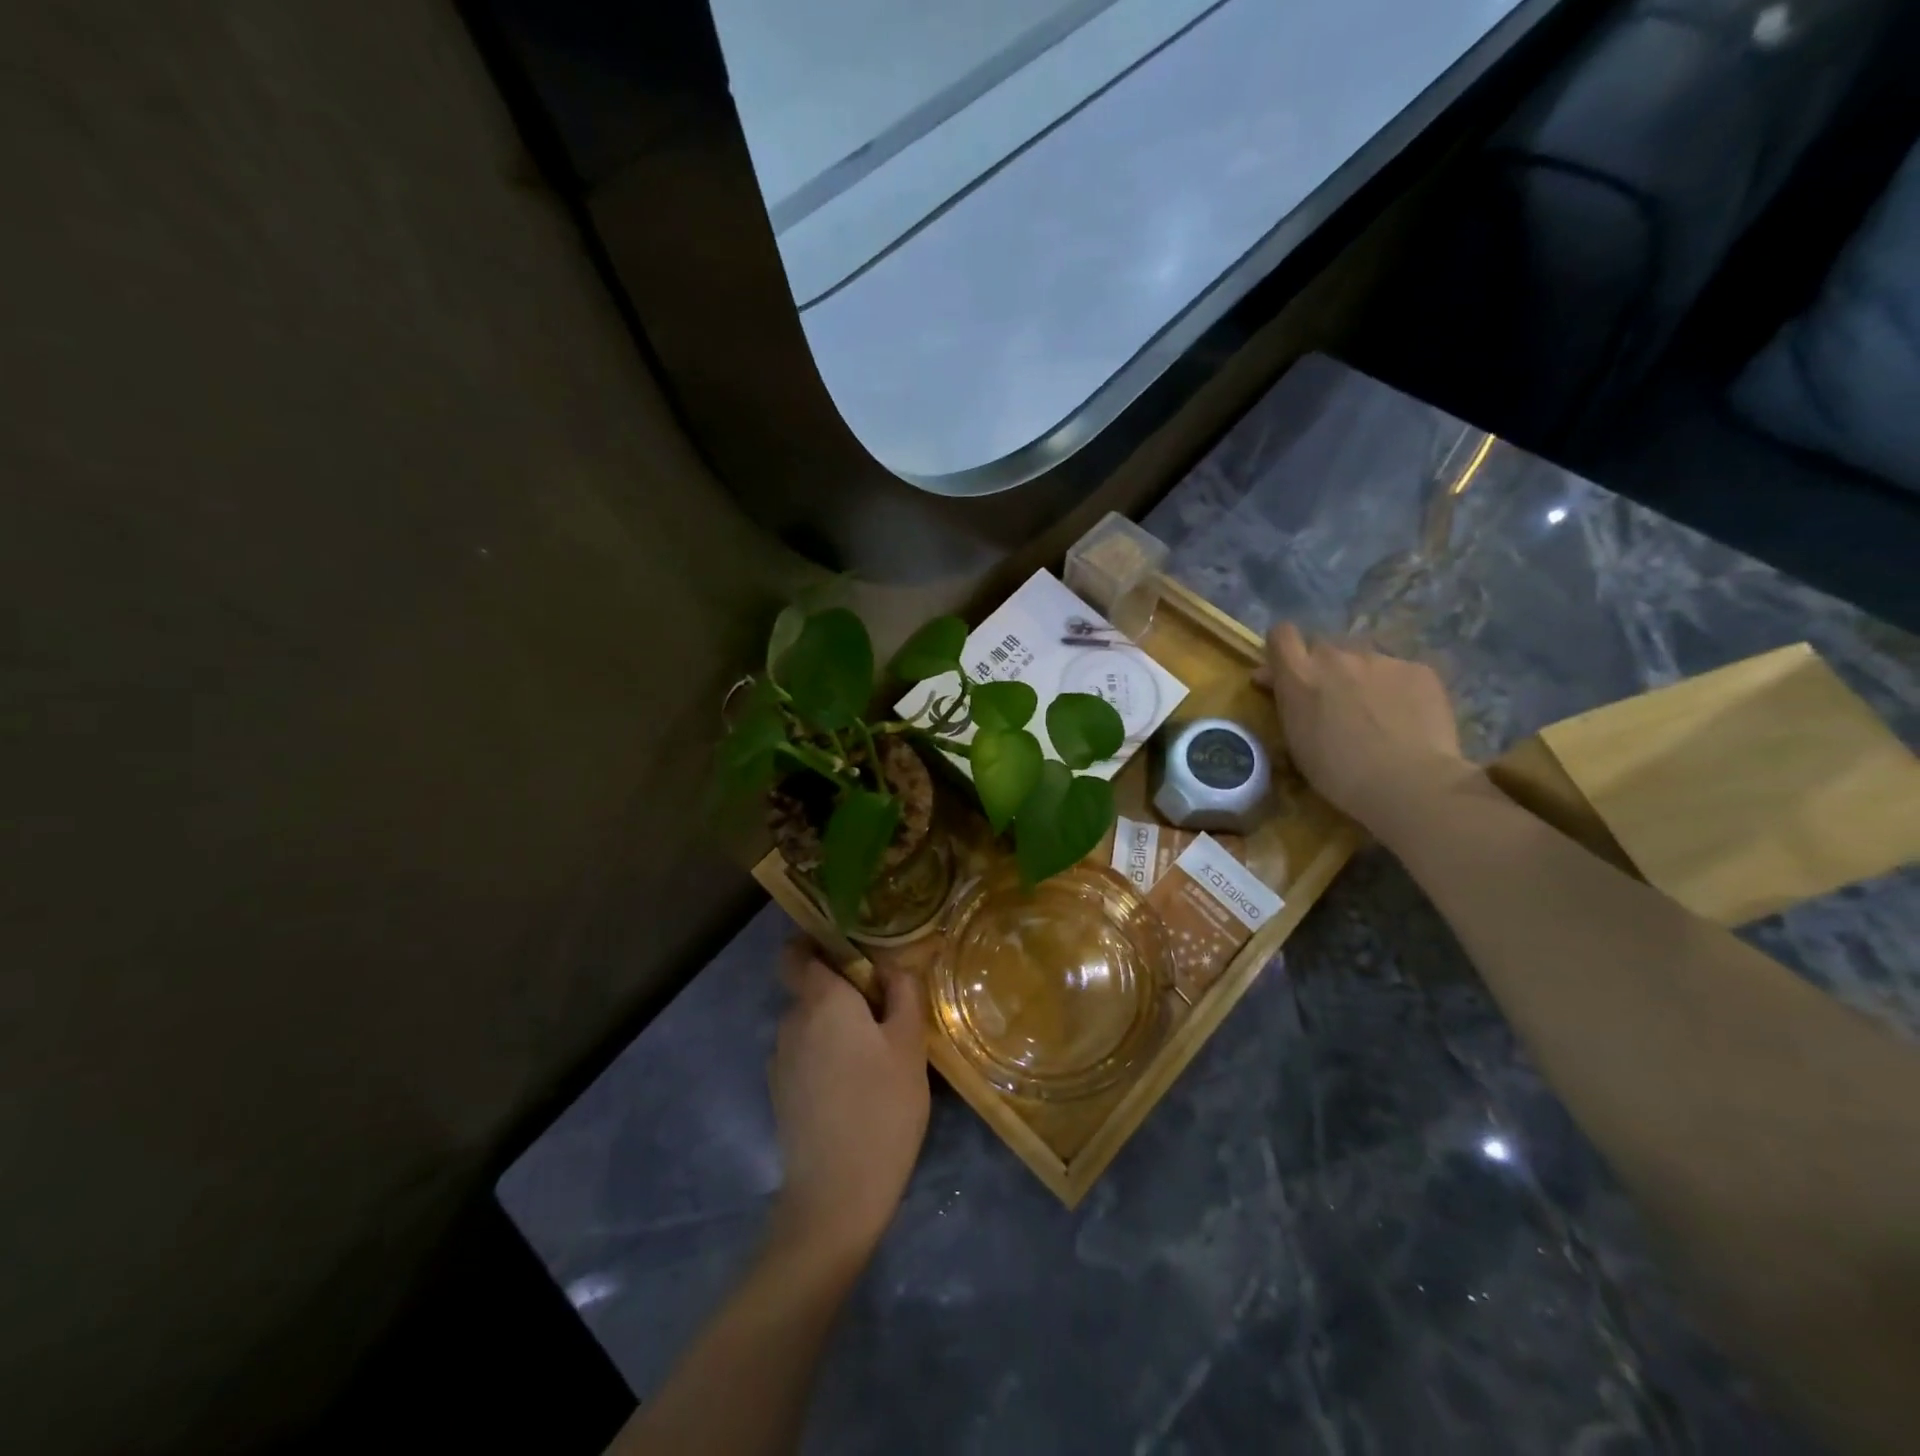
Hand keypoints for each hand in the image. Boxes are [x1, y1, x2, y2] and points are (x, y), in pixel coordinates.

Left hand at [767, 943, 929, 1268]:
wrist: (836, 1194)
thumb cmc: (882, 1107)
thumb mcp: (909, 1045)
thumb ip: (903, 993)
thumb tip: (892, 966)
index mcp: (821, 1000)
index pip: (796, 952)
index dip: (816, 944)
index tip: (851, 952)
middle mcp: (791, 1021)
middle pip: (810, 988)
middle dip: (842, 991)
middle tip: (885, 1011)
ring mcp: (780, 1059)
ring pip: (809, 1025)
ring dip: (836, 1027)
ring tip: (875, 1054)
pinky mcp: (779, 1093)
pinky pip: (804, 1055)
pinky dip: (826, 1057)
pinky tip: (855, 1086)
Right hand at [1261, 623, 1473, 837]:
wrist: (1408, 782)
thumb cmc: (1338, 772)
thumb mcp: (1295, 739)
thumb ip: (1287, 701)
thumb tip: (1273, 679)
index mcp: (1300, 676)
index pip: (1282, 635)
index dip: (1283, 648)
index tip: (1287, 669)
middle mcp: (1337, 657)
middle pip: (1323, 646)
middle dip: (1324, 667)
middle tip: (1334, 699)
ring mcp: (1380, 659)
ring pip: (1363, 659)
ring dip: (1361, 677)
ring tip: (1376, 711)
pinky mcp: (1418, 668)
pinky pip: (1399, 671)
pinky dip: (1397, 688)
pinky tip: (1405, 716)